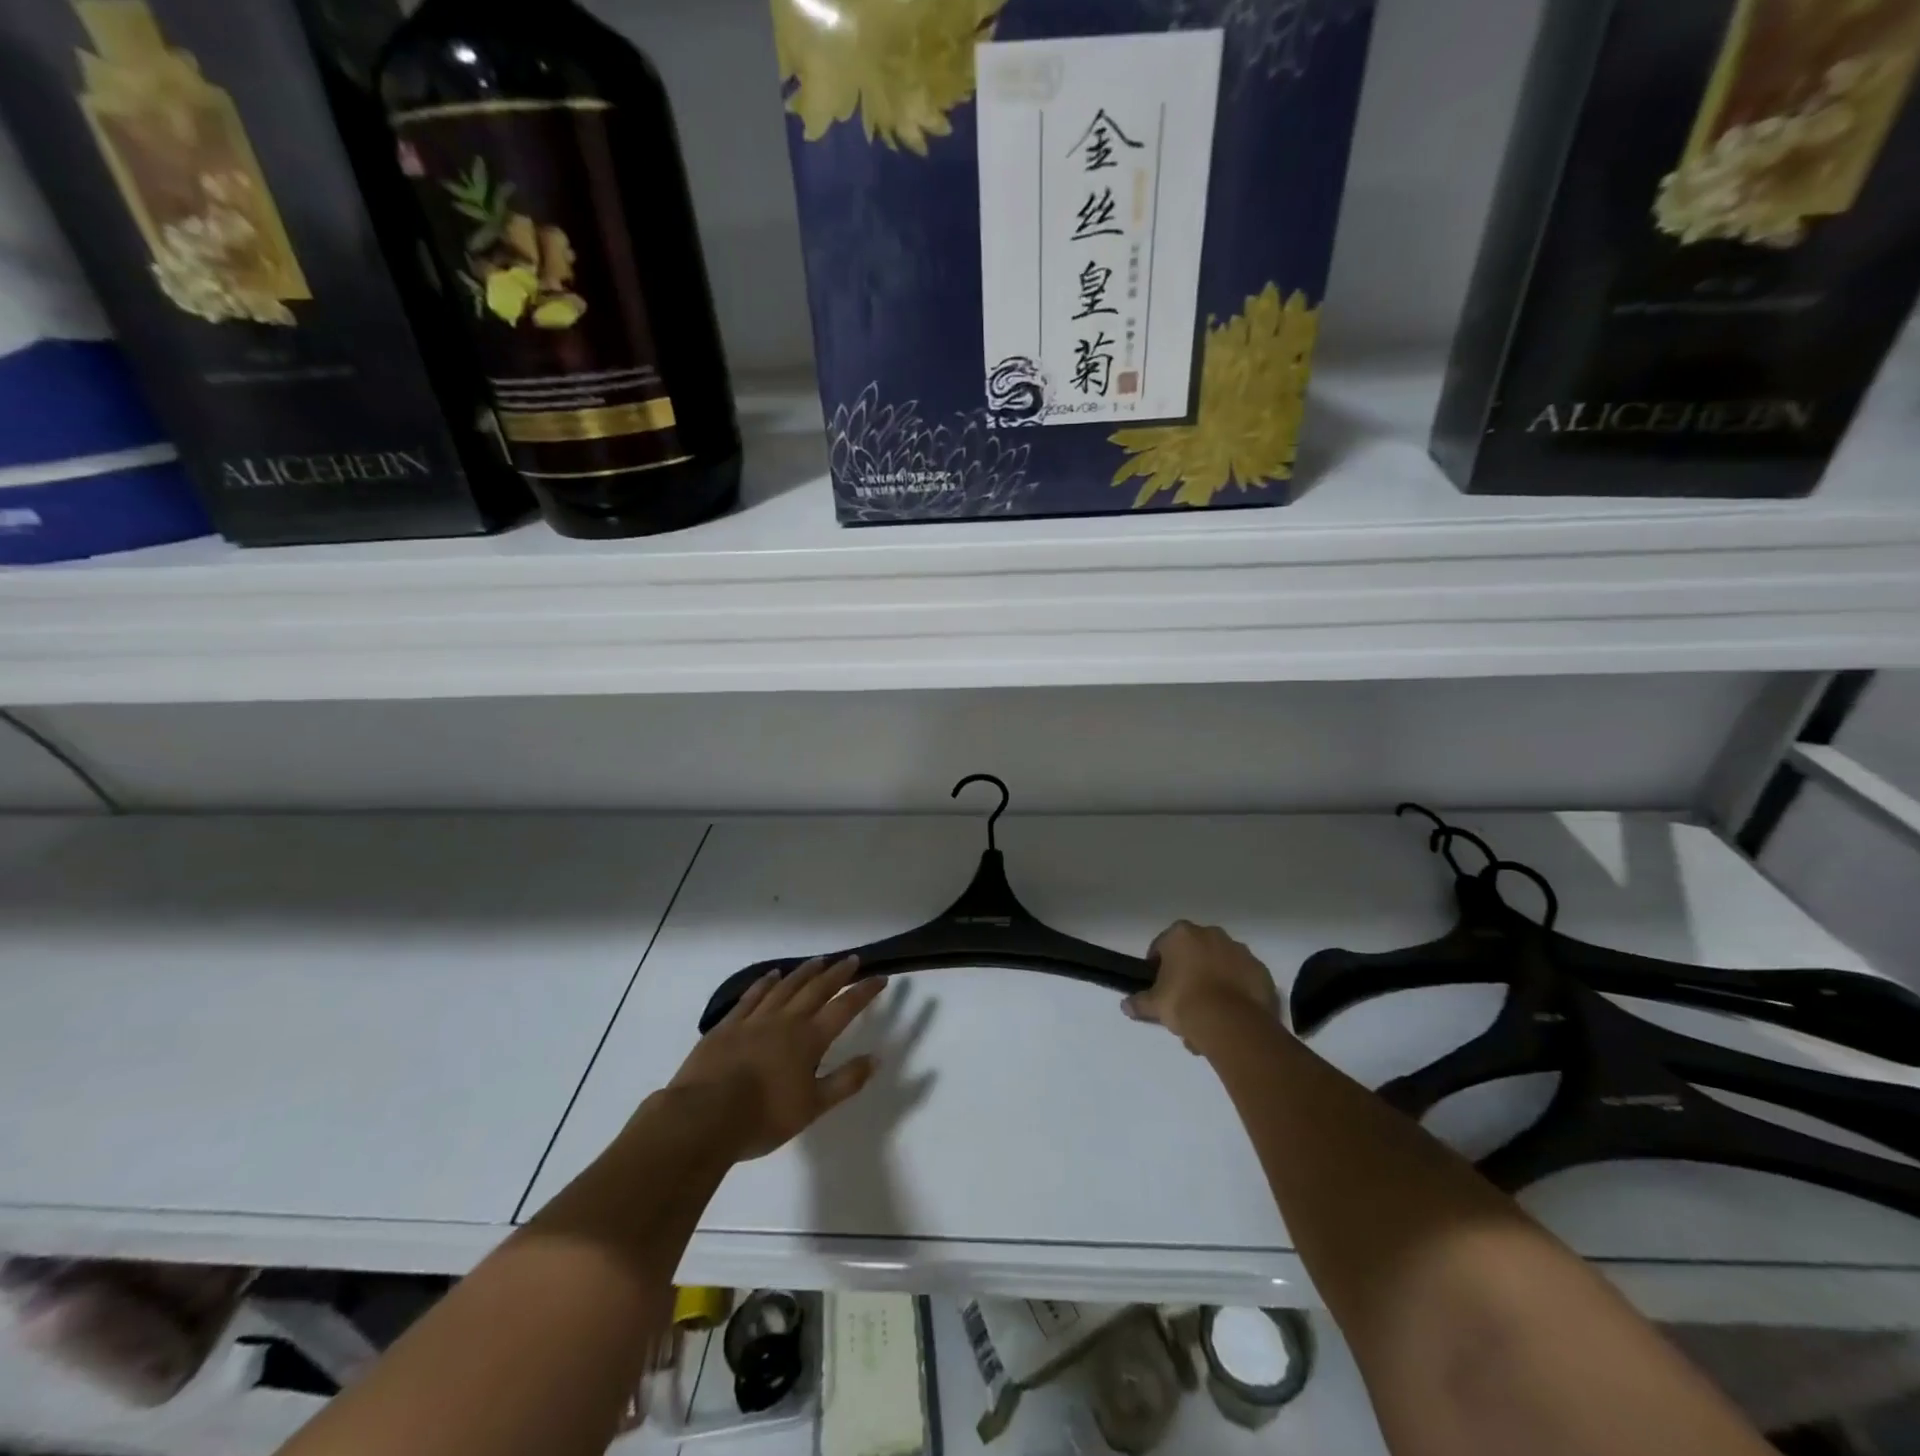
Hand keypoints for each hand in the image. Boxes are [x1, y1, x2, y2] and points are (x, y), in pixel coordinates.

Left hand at [669, 956, 887, 1161]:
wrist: (704, 1117)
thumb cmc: (763, 1117)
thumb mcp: (812, 1107)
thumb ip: (845, 1082)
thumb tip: (876, 1058)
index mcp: (809, 1040)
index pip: (844, 1008)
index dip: (864, 991)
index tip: (880, 977)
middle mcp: (786, 1021)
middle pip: (816, 989)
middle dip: (838, 974)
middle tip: (852, 959)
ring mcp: (754, 1020)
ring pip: (785, 987)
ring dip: (804, 972)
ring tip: (819, 960)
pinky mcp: (728, 1026)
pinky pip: (752, 996)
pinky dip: (765, 983)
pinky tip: (772, 975)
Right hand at [1124, 921, 1281, 1053]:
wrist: (1231, 1021)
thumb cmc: (1184, 1002)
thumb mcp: (1155, 1004)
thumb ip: (1139, 1002)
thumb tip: (1124, 1006)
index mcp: (1181, 934)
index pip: (1162, 944)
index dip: (1158, 965)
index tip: (1160, 985)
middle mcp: (1211, 934)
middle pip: (1194, 950)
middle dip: (1190, 970)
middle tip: (1185, 999)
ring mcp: (1239, 950)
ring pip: (1221, 962)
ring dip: (1215, 978)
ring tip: (1211, 1011)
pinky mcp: (1260, 970)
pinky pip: (1244, 977)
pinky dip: (1238, 989)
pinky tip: (1231, 1012)